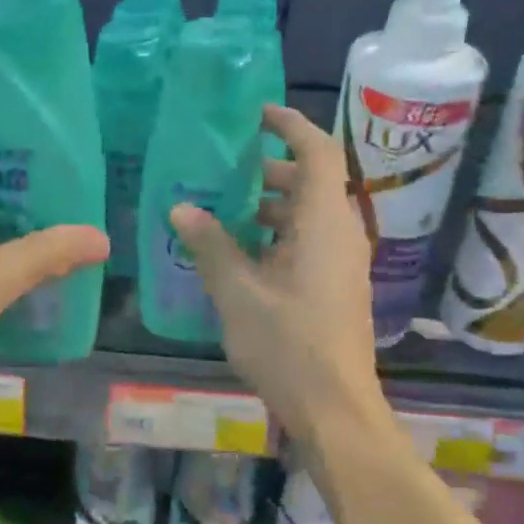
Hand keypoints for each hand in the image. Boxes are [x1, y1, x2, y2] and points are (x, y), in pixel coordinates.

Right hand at [170, 105, 385, 445]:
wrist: (335, 408)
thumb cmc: (288, 344)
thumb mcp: (238, 292)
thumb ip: (210, 246)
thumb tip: (181, 208)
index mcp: (323, 222)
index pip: (317, 151)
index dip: (289, 124)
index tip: (255, 115)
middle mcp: (341, 233)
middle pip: (312, 181)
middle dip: (270, 170)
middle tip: (224, 171)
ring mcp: (343, 262)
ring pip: (309, 214)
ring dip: (271, 206)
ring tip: (224, 213)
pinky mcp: (337, 286)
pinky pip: (310, 242)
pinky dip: (279, 234)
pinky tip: (242, 256)